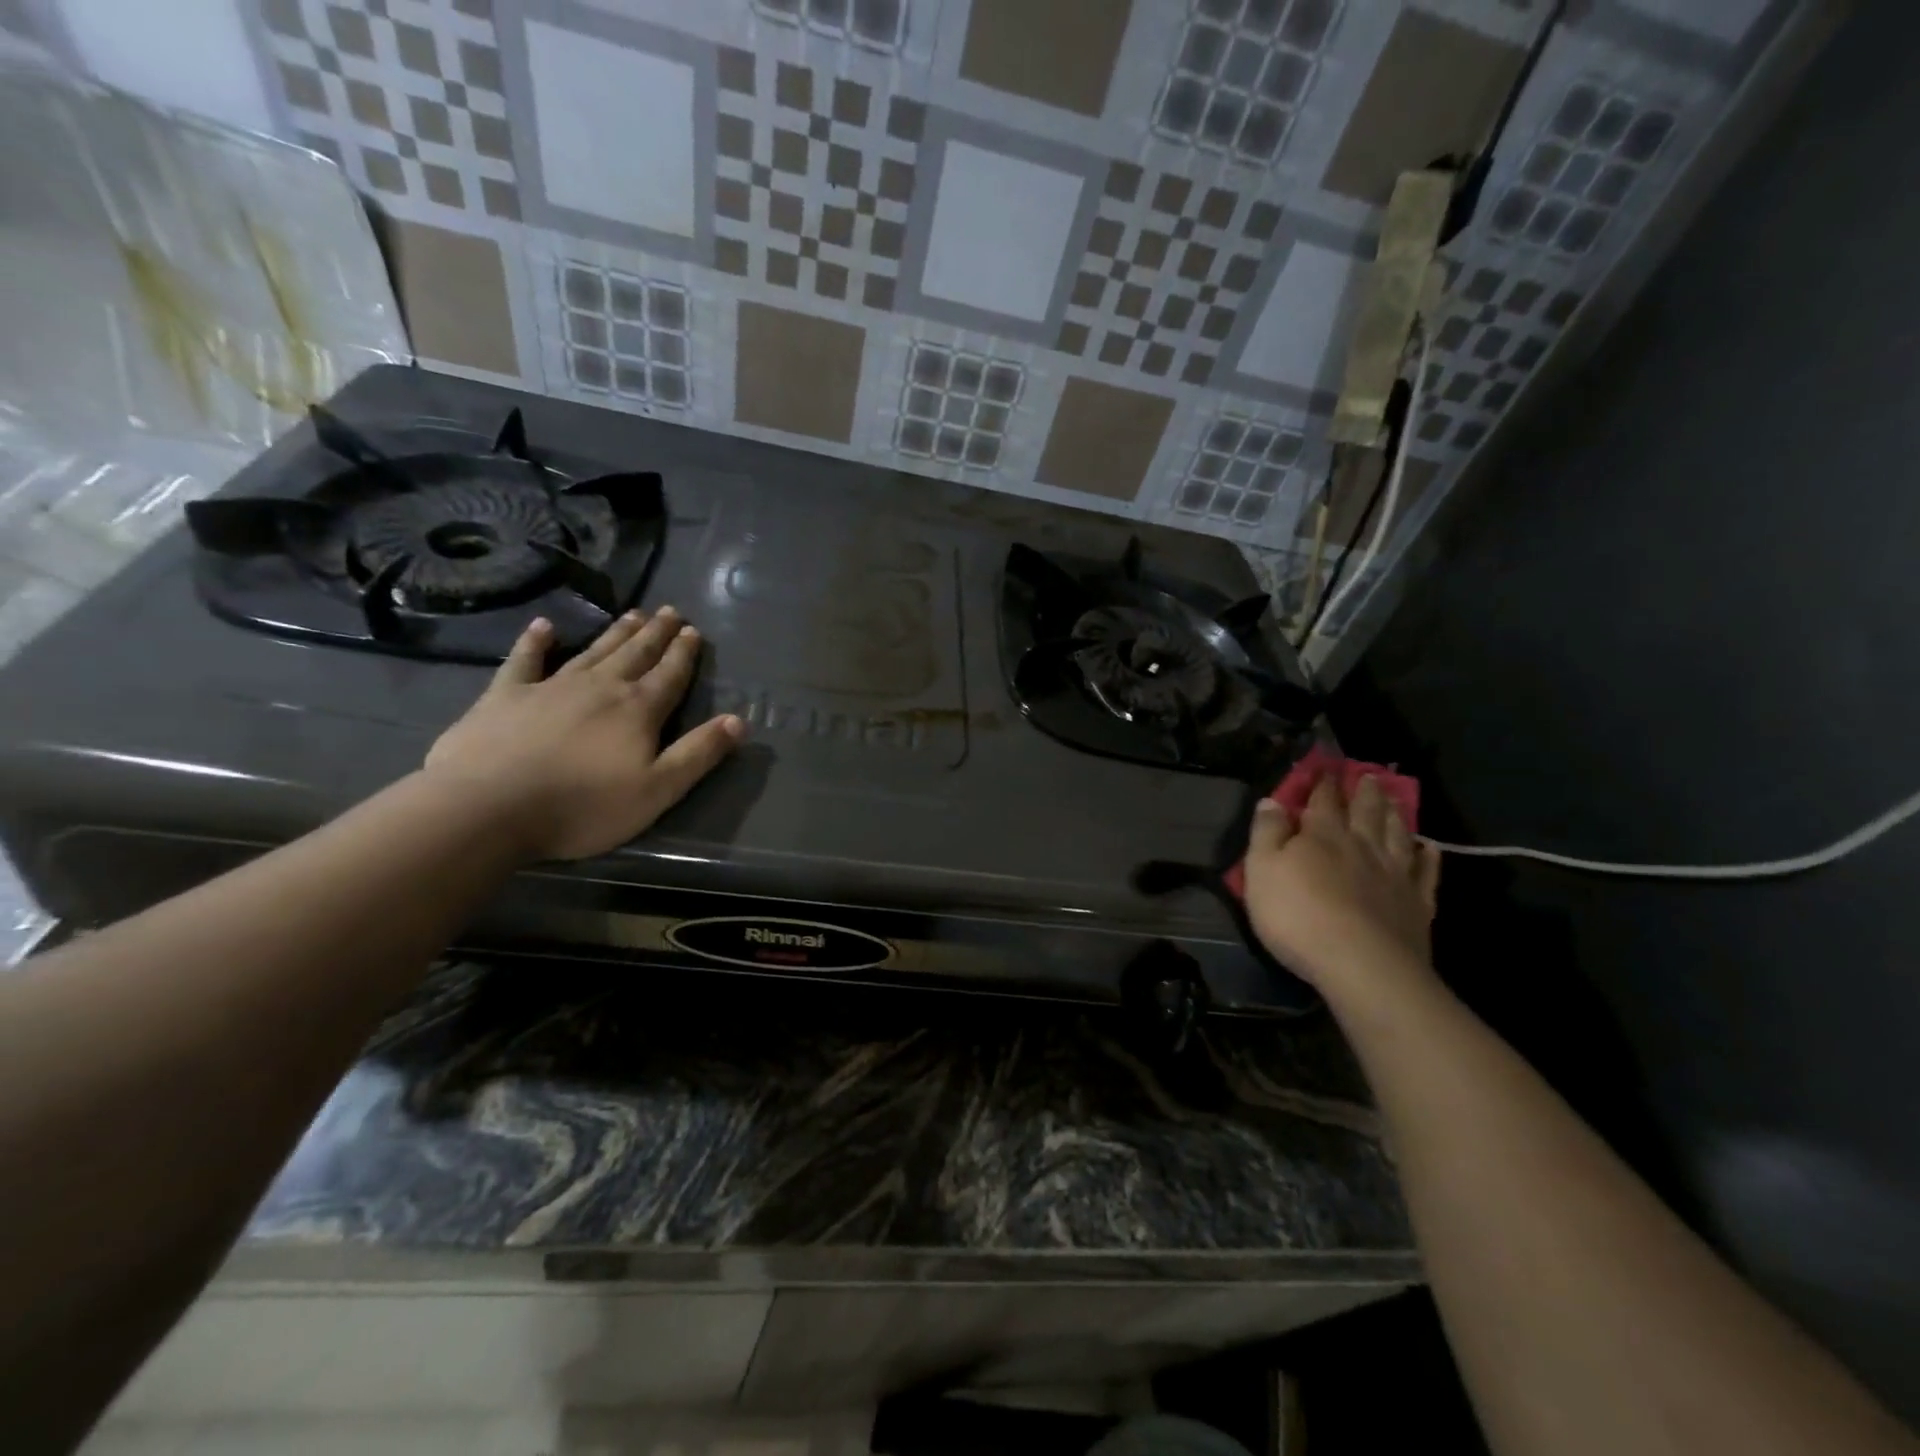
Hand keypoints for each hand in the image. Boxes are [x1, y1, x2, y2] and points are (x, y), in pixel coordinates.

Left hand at [423, 608, 743, 861]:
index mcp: (637, 710)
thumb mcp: (658, 790)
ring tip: (633, 613)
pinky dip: (535, 642)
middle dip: (656, 633)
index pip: (669, 675)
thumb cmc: (583, 806)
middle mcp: (600, 687)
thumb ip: (699, 753)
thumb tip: (738, 721)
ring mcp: (550, 687)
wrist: (488, 807)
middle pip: (635, 654)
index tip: (694, 631)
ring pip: (593, 651)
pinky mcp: (506, 696)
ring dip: (615, 632)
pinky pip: (525, 660)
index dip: (684, 654)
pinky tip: (543, 626)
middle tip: (669, 611)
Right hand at [1242, 774, 1441, 1007]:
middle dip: (1363, 792)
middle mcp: (1362, 846)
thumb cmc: (1298, 916)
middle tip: (1369, 775)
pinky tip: (1430, 849)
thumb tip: (1272, 800)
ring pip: (1397, 835)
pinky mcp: (1417, 905)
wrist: (1361, 965)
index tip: (1326, 767)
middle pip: (1365, 812)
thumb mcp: (1262, 871)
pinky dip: (1428, 858)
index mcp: (1322, 836)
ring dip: (1395, 815)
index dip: (1323, 783)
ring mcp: (1394, 875)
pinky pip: (1425, 874)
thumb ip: (1266, 833)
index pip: (1322, 801)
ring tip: (1395, 799)